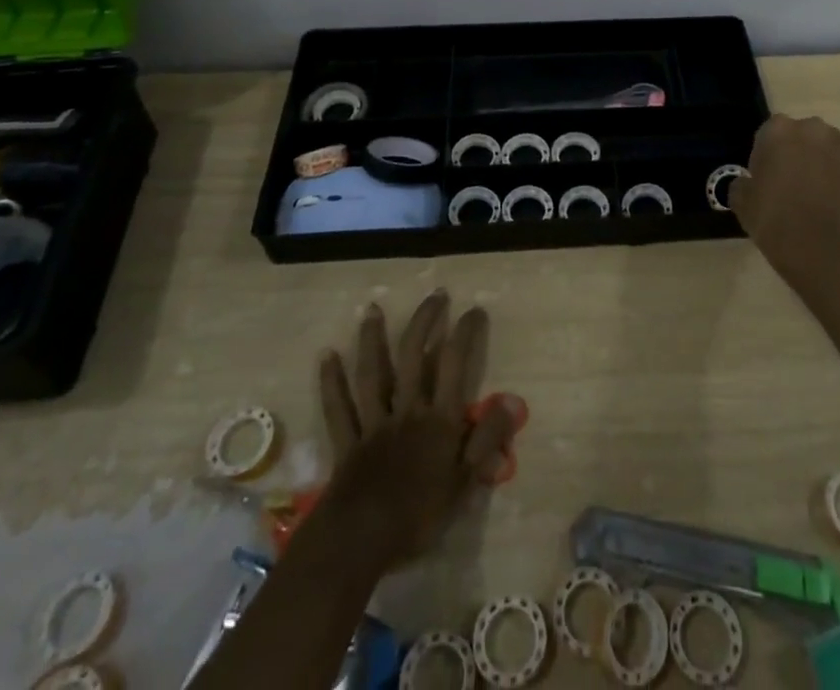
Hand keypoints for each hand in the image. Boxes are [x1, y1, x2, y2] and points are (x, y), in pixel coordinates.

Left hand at [316, 290, 522, 567]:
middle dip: (425, 321)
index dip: (465, 333)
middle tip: (436, 295)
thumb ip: (487, 439)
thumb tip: (512, 400)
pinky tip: (327, 356)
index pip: (454, 365)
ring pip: (373, 374)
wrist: (359, 543)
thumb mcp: (464, 483)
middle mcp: (406, 411)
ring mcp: (373, 424)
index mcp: (438, 420)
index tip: (474, 310)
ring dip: (373, 339)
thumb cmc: (417, 516)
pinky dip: (331, 382)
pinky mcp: (347, 443)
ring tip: (373, 308)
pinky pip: (338, 408)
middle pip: (414, 357)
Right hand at [730, 113, 839, 285]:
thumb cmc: (770, 218)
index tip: (766, 177)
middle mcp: (810, 128)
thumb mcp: (740, 199)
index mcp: (776, 130)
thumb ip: (743, 181)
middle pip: (801, 133)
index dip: (767, 155)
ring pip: (829, 141)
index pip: (769, 133)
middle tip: (792, 181)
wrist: (812, 245)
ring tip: (822, 184)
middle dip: (797, 151)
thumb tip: (749, 182)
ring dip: (825, 155)